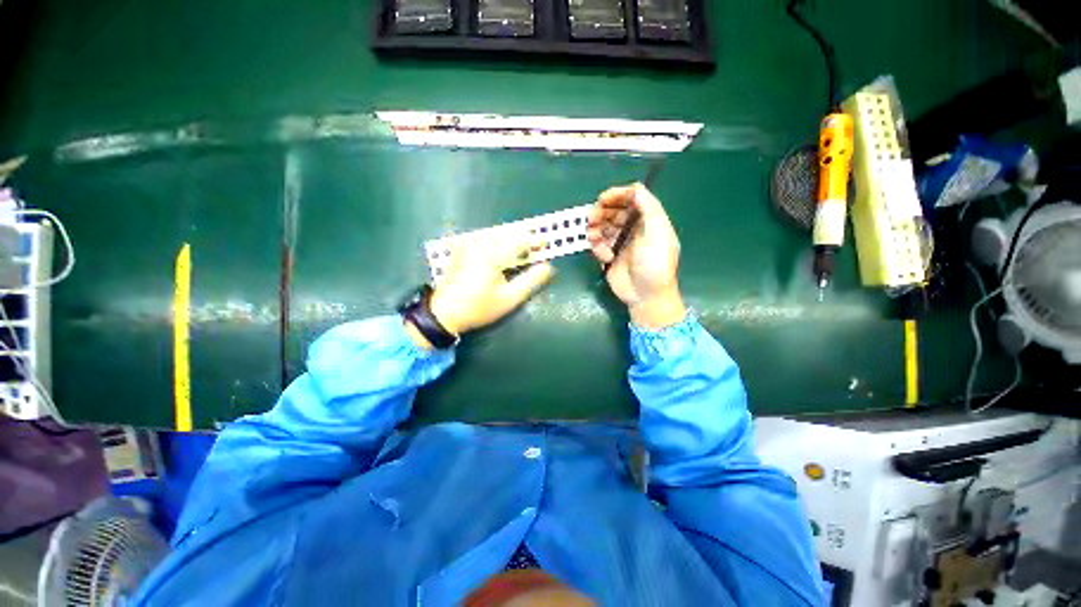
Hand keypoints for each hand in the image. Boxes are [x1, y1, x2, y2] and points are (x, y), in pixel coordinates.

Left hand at [418, 235, 553, 345]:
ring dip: (507, 239)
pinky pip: (481, 237)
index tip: (545, 246)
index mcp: (493, 255)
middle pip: (508, 233)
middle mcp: (480, 244)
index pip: (521, 240)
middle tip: (532, 250)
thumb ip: (531, 281)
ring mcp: (468, 244)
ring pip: (495, 233)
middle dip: (522, 239)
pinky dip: (491, 242)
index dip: (536, 241)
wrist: (445, 312)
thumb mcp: (509, 299)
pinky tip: (493, 255)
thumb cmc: (479, 308)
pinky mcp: (460, 248)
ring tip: (515, 253)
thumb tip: (548, 267)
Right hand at [588, 183, 686, 328]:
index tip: (604, 198)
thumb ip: (649, 207)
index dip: (618, 194)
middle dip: (602, 211)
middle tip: (593, 218)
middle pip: (614, 208)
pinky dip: (597, 246)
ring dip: (596, 228)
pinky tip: (605, 257)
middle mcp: (636, 226)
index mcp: (650, 220)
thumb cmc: (655, 265)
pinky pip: (598, 241)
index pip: (632, 197)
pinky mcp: (610, 253)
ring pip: (603, 223)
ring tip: (595, 239)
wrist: (647, 298)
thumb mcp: (657, 233)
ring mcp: (622, 240)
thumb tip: (636, 186)